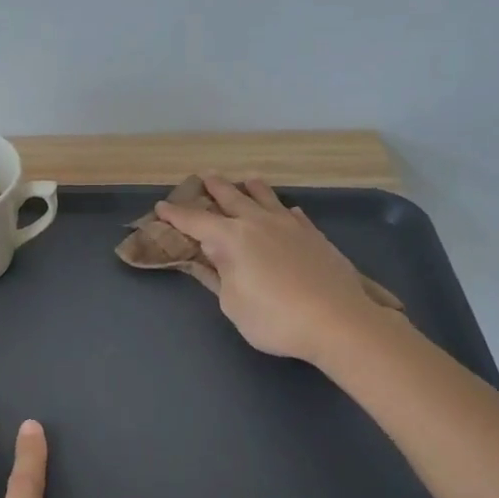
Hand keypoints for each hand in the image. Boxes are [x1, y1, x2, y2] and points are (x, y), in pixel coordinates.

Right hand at [155, 174, 396, 364]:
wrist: (337, 320)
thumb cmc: (274, 318)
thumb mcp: (232, 303)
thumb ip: (219, 275)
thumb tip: (211, 254)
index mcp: (232, 239)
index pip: (196, 221)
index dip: (176, 215)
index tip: (161, 207)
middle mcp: (259, 223)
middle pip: (232, 198)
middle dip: (215, 188)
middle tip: (204, 177)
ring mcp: (290, 226)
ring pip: (266, 198)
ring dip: (251, 189)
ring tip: (246, 180)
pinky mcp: (315, 236)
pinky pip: (293, 214)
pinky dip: (283, 210)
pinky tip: (287, 211)